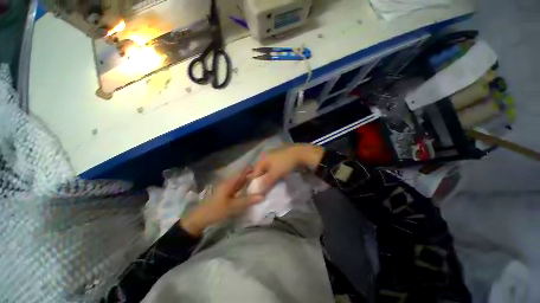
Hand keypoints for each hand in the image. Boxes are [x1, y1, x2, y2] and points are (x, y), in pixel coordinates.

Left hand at [181, 168, 263, 235]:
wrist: (200, 218)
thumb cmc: (215, 210)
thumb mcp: (232, 206)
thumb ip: (247, 201)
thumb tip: (262, 196)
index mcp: (230, 182)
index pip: (242, 171)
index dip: (251, 169)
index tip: (263, 169)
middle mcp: (229, 183)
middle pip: (242, 176)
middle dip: (252, 175)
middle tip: (264, 176)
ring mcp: (228, 188)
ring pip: (241, 182)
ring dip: (249, 181)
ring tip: (260, 182)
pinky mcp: (227, 194)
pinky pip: (238, 188)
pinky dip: (245, 188)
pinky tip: (251, 190)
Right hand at [253, 144, 323, 192]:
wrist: (299, 153)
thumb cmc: (284, 163)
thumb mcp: (274, 174)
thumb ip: (266, 182)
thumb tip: (257, 191)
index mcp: (262, 160)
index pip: (255, 173)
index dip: (256, 183)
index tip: (259, 191)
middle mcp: (265, 156)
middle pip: (261, 170)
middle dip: (262, 179)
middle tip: (265, 188)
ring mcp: (272, 155)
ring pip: (267, 168)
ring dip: (268, 176)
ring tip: (272, 183)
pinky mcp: (279, 156)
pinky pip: (273, 166)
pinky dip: (274, 172)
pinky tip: (277, 176)